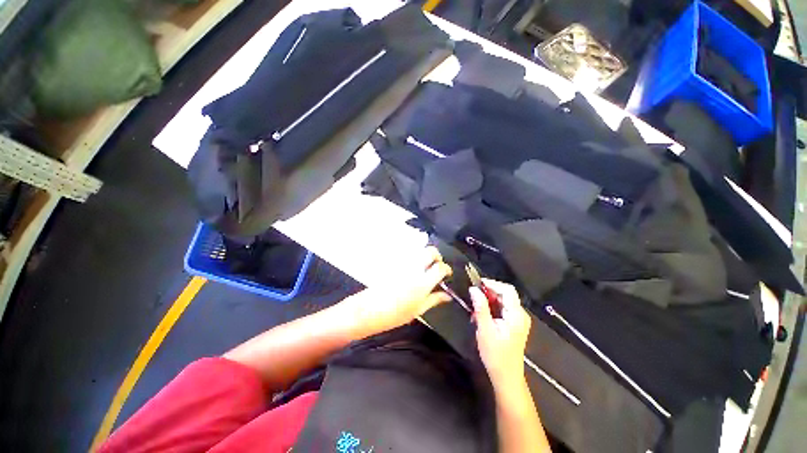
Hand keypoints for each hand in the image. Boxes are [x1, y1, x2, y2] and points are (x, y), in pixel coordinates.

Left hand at [346, 247, 451, 333]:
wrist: (368, 310)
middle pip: (430, 251)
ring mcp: (402, 263)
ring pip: (419, 250)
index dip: (446, 269)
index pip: (440, 267)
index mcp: (422, 282)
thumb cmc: (394, 315)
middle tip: (437, 265)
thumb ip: (434, 300)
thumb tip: (447, 296)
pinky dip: (414, 258)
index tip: (447, 273)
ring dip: (425, 255)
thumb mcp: (417, 310)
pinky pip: (408, 255)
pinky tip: (413, 268)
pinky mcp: (394, 262)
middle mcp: (414, 268)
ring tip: (425, 266)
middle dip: (437, 255)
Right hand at [472, 279, 530, 389]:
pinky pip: (502, 308)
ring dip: (488, 301)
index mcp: (517, 315)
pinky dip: (491, 308)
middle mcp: (520, 314)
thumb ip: (480, 307)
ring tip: (475, 308)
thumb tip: (473, 289)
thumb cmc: (496, 354)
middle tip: (473, 296)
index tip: (477, 283)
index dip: (492, 283)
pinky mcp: (514, 323)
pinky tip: (480, 315)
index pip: (507, 290)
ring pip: (502, 301)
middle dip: (488, 293)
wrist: (506, 376)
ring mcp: (518, 319)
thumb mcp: (485, 330)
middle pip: (505, 294)